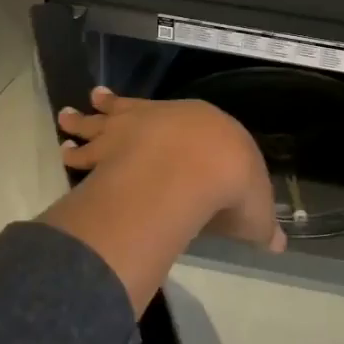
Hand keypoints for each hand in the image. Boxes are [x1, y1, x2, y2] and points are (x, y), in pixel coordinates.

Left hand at [40, 88, 283, 313]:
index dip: (175, 126)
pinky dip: (77, 146)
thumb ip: (262, 225)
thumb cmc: (231, 185)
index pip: (194, 126)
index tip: (163, 125)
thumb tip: (278, 243)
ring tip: (68, 115)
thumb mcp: (256, 213)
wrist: (196, 165)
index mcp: (211, 131)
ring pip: (105, 120)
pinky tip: (65, 148)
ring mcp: (136, 128)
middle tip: (95, 101)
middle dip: (117, 109)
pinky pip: (89, 145)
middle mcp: (170, 120)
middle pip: (138, 111)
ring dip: (86, 121)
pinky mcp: (111, 144)